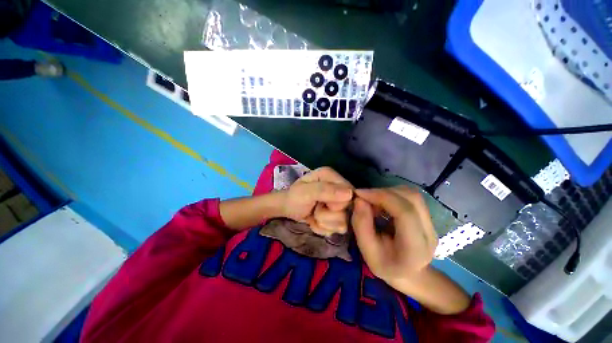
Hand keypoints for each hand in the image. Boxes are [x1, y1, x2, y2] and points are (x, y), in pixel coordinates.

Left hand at [281, 167, 352, 235]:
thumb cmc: (294, 198)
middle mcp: (338, 187)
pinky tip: (316, 221)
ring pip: (343, 221)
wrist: (288, 209)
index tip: (322, 204)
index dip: (336, 204)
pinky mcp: (337, 215)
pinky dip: (324, 228)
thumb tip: (349, 194)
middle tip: (315, 209)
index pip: (350, 193)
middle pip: (348, 209)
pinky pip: (338, 228)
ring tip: (314, 215)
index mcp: (331, 176)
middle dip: (328, 215)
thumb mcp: (305, 192)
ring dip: (325, 222)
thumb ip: (325, 190)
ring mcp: (339, 202)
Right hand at [351, 186, 437, 287]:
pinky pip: (409, 196)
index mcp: (415, 247)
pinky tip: (382, 203)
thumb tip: (359, 200)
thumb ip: (361, 225)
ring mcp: (431, 222)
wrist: (408, 274)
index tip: (359, 194)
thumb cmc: (385, 265)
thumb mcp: (367, 251)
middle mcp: (429, 232)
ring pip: (411, 194)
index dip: (381, 197)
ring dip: (387, 192)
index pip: (405, 212)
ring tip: (373, 201)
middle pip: (411, 198)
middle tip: (365, 197)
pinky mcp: (426, 216)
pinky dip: (392, 194)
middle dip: (383, 192)